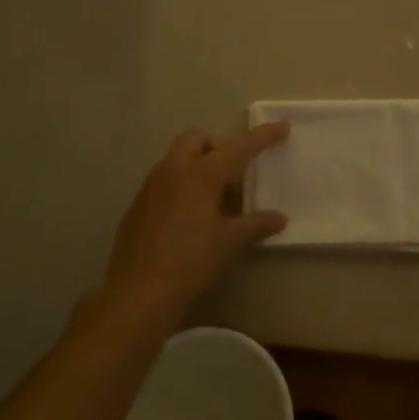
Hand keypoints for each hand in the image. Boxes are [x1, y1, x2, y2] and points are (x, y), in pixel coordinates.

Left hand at [101, 122, 290, 316]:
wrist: (138, 293)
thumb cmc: (190, 261)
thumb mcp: (229, 243)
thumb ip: (255, 225)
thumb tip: (279, 218)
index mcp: (202, 173)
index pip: (240, 147)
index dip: (263, 136)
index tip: (282, 126)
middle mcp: (174, 170)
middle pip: (197, 138)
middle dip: (217, 146)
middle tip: (232, 175)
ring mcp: (150, 186)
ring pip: (176, 158)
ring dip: (196, 165)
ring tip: (211, 200)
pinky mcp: (136, 205)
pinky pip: (162, 181)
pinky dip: (179, 186)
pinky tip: (186, 219)